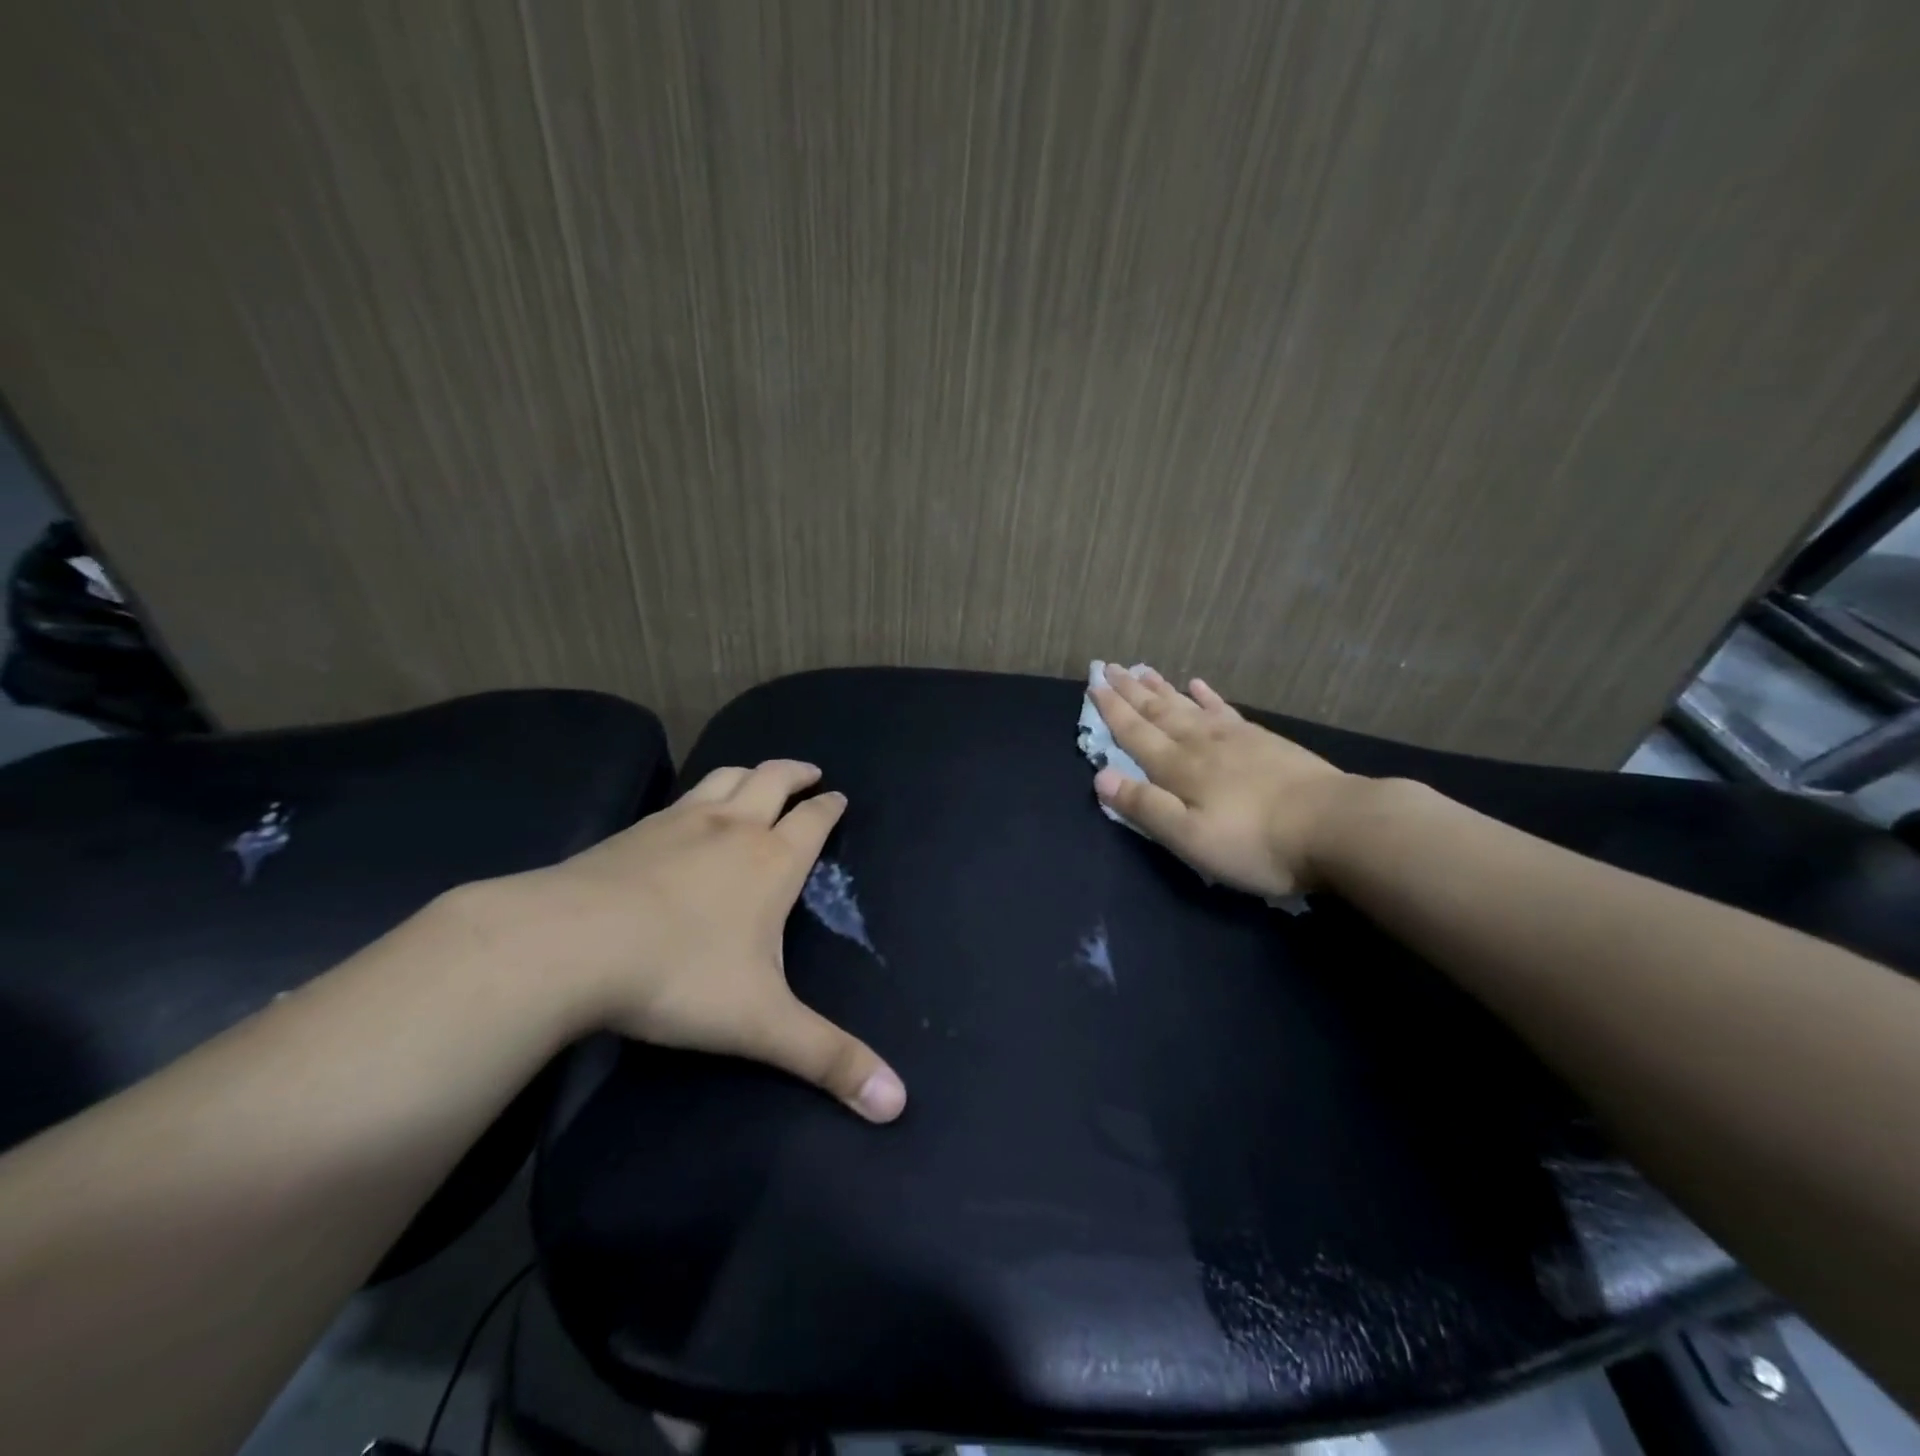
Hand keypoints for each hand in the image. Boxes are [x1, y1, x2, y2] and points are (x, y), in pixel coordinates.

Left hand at [481, 760, 905, 1122]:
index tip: (840, 797)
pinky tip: (687, 811)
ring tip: (758, 777)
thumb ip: (829, 1060)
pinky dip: (699, 793)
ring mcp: (679, 822)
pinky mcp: (633, 830)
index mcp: (772, 861)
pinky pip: (679, 797)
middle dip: (796, 773)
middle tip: (810, 772)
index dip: (830, 807)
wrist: (567, 945)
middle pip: (772, 780)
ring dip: (750, 772)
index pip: (813, 820)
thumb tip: (898, 1103)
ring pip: (725, 777)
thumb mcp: (762, 1025)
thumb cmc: (679, 976)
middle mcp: (732, 828)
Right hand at [1090, 664, 1355, 898]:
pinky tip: (1198, 685)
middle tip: (1108, 667)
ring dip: (1161, 688)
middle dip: (1130, 691)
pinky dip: (1207, 696)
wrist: (1336, 826)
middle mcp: (1200, 744)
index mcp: (1178, 768)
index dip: (1112, 710)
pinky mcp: (1263, 741)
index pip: (1135, 733)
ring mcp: (1235, 738)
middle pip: (1158, 712)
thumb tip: (1100, 777)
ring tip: (1141, 669)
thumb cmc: (1255, 842)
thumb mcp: (1190, 837)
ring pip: (1187, 705)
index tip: (1092, 684)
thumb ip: (1145, 807)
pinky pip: (1224, 710)